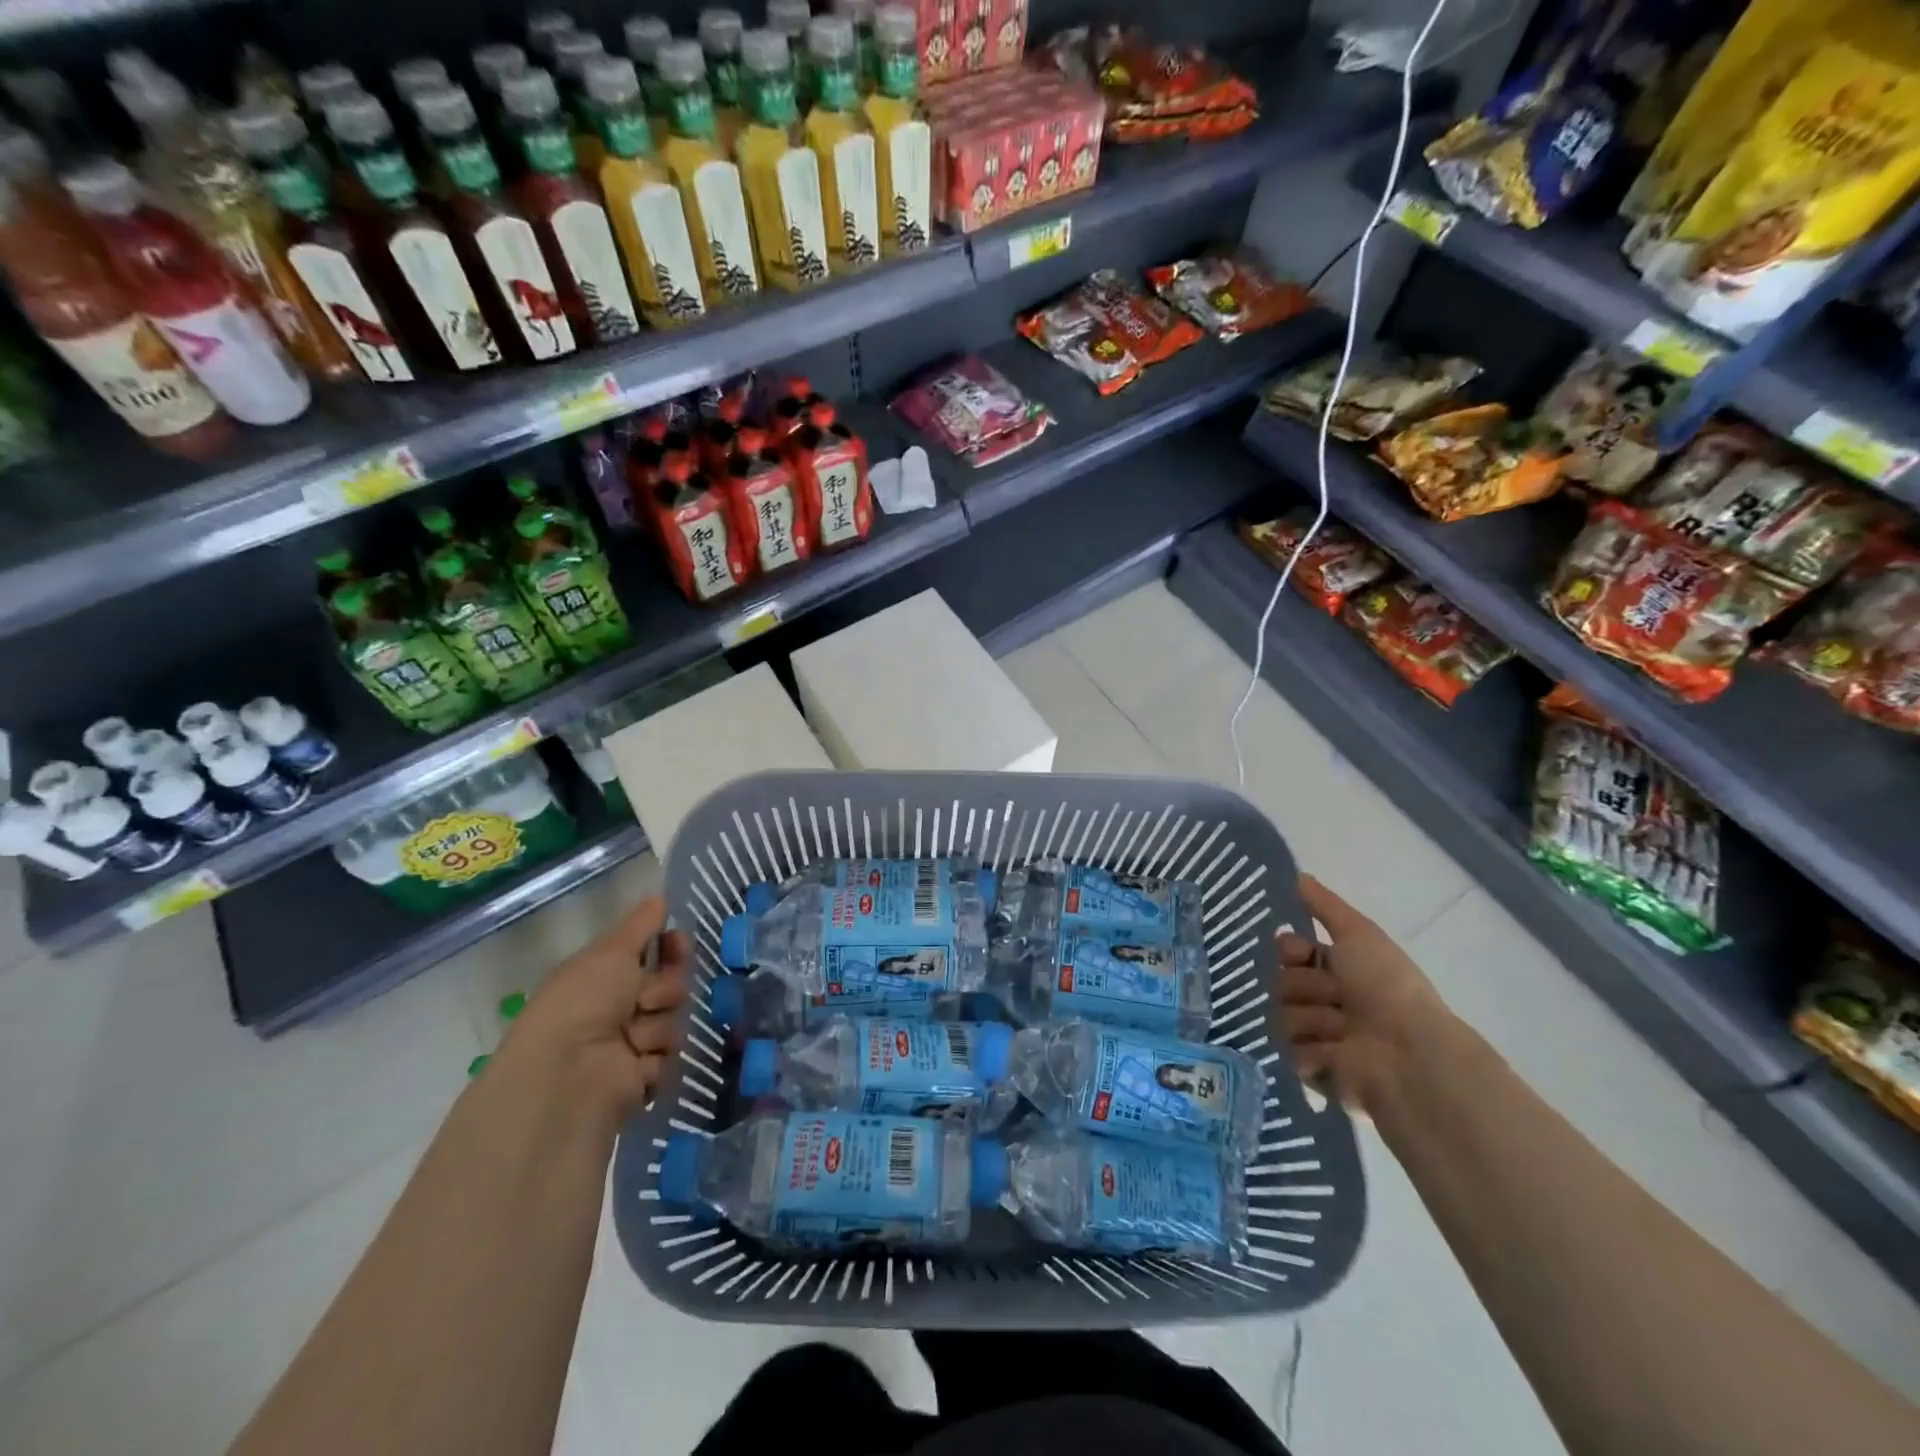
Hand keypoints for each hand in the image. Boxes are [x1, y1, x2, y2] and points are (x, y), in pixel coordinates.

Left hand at [495, 895, 691, 1122]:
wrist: (569, 1074)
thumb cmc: (583, 1003)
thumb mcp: (611, 952)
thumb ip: (640, 924)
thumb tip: (660, 896)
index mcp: (606, 975)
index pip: (656, 953)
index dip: (672, 947)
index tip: (677, 943)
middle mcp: (620, 1007)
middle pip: (673, 984)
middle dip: (666, 987)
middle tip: (644, 998)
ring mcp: (634, 1043)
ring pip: (675, 1019)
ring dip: (657, 1025)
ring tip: (632, 1038)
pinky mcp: (645, 1076)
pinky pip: (673, 1055)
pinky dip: (656, 1058)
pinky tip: (634, 1063)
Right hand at [1273, 875, 1453, 1113]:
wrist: (1408, 1053)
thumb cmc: (1387, 987)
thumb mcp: (1360, 934)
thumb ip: (1325, 906)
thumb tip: (1299, 875)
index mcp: (1335, 969)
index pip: (1286, 950)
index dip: (1289, 949)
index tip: (1300, 952)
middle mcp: (1324, 999)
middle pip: (1280, 981)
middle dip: (1305, 987)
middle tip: (1336, 997)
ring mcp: (1317, 1036)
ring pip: (1281, 1015)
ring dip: (1312, 1019)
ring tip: (1343, 1030)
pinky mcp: (1312, 1070)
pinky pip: (1289, 1050)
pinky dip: (1313, 1051)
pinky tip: (1337, 1054)